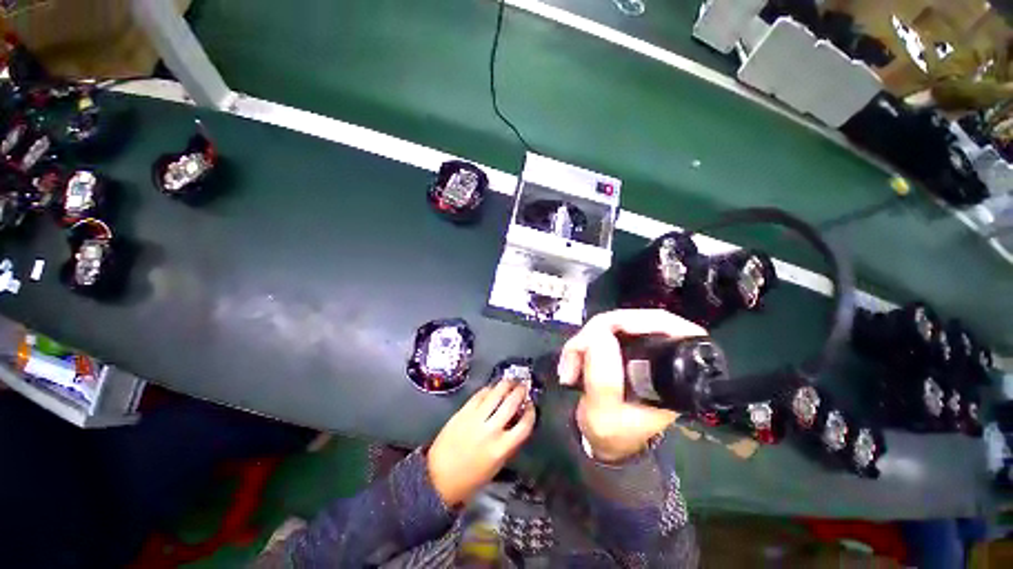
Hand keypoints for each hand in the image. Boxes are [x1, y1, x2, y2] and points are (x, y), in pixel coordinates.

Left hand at [427, 380, 535, 506]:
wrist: (437, 477)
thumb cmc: (469, 479)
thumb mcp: (496, 466)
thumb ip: (508, 445)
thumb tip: (517, 424)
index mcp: (501, 448)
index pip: (524, 425)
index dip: (531, 412)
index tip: (531, 405)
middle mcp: (491, 430)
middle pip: (511, 403)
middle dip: (520, 392)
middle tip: (523, 386)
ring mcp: (476, 418)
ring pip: (495, 394)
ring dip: (506, 384)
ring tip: (511, 380)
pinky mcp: (463, 412)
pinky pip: (479, 395)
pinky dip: (488, 389)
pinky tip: (491, 388)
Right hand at [558, 309, 706, 462]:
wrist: (604, 442)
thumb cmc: (611, 434)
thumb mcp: (604, 414)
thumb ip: (603, 379)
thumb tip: (599, 334)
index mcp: (672, 376)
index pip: (673, 330)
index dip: (640, 320)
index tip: (605, 329)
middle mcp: (661, 358)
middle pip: (637, 320)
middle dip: (598, 331)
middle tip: (575, 352)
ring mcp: (641, 350)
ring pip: (615, 324)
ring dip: (585, 339)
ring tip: (569, 365)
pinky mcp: (624, 348)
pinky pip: (603, 331)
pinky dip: (584, 342)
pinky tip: (573, 359)